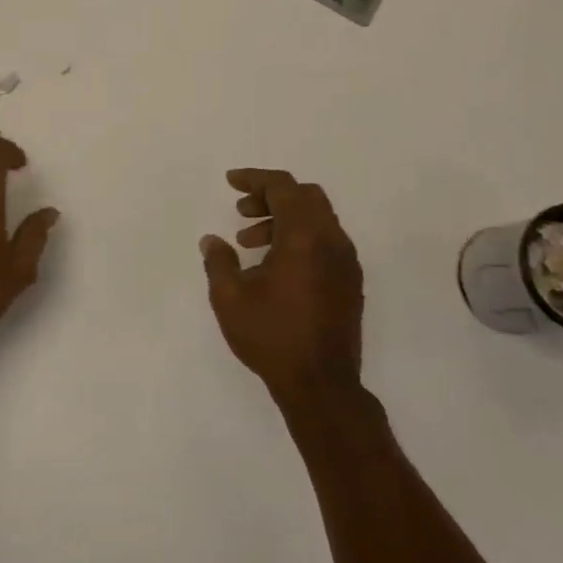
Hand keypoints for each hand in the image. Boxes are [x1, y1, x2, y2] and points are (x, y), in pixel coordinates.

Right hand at [200, 169, 363, 405]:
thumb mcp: (230, 298)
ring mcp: (346, 262)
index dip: (255, 178)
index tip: (230, 182)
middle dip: (271, 196)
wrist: (321, 384)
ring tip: (249, 242)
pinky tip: (274, 265)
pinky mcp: (350, 281)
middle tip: (241, 212)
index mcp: (304, 237)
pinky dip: (300, 238)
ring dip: (284, 218)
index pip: (283, 187)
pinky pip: (326, 241)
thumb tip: (212, 240)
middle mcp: (332, 241)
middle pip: (305, 196)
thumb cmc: (272, 337)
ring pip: (317, 218)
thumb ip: (219, 261)